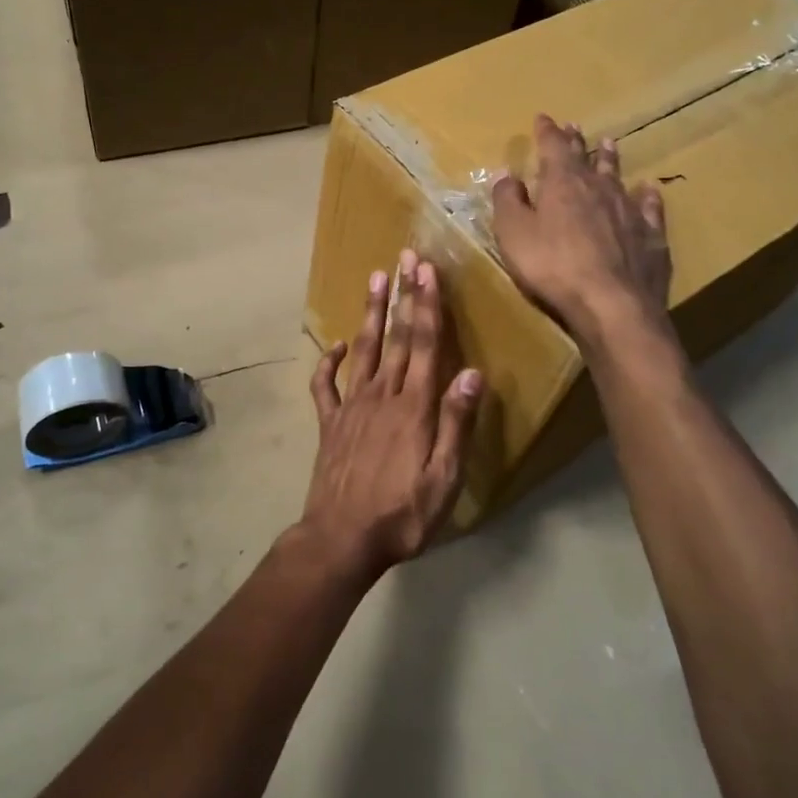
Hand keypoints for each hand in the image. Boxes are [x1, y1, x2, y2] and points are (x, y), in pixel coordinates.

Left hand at [302, 252, 482, 576]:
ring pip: (363, 350)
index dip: (427, 305)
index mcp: (414, 407)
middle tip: (405, 257)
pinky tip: (335, 346)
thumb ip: (457, 423)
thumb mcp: (444, 478)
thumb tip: (472, 372)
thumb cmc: (402, 514)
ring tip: (375, 279)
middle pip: (396, 337)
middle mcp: (382, 396)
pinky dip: (328, 362)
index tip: (427, 271)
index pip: (424, 344)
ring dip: (370, 313)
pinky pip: (325, 386)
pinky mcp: (330, 424)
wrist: (341, 539)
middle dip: (403, 295)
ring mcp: (351, 407)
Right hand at [491, 114, 678, 353]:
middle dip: (576, 141)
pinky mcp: (651, 236)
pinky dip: (647, 196)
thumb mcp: (514, 233)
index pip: (552, 147)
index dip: (546, 132)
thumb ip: (508, 201)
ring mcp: (629, 210)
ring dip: (611, 160)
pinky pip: (649, 207)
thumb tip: (507, 175)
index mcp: (562, 183)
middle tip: (574, 127)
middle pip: (586, 158)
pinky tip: (648, 190)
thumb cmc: (552, 266)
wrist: (612, 303)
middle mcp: (598, 188)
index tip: (543, 118)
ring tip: (609, 143)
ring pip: (618, 176)